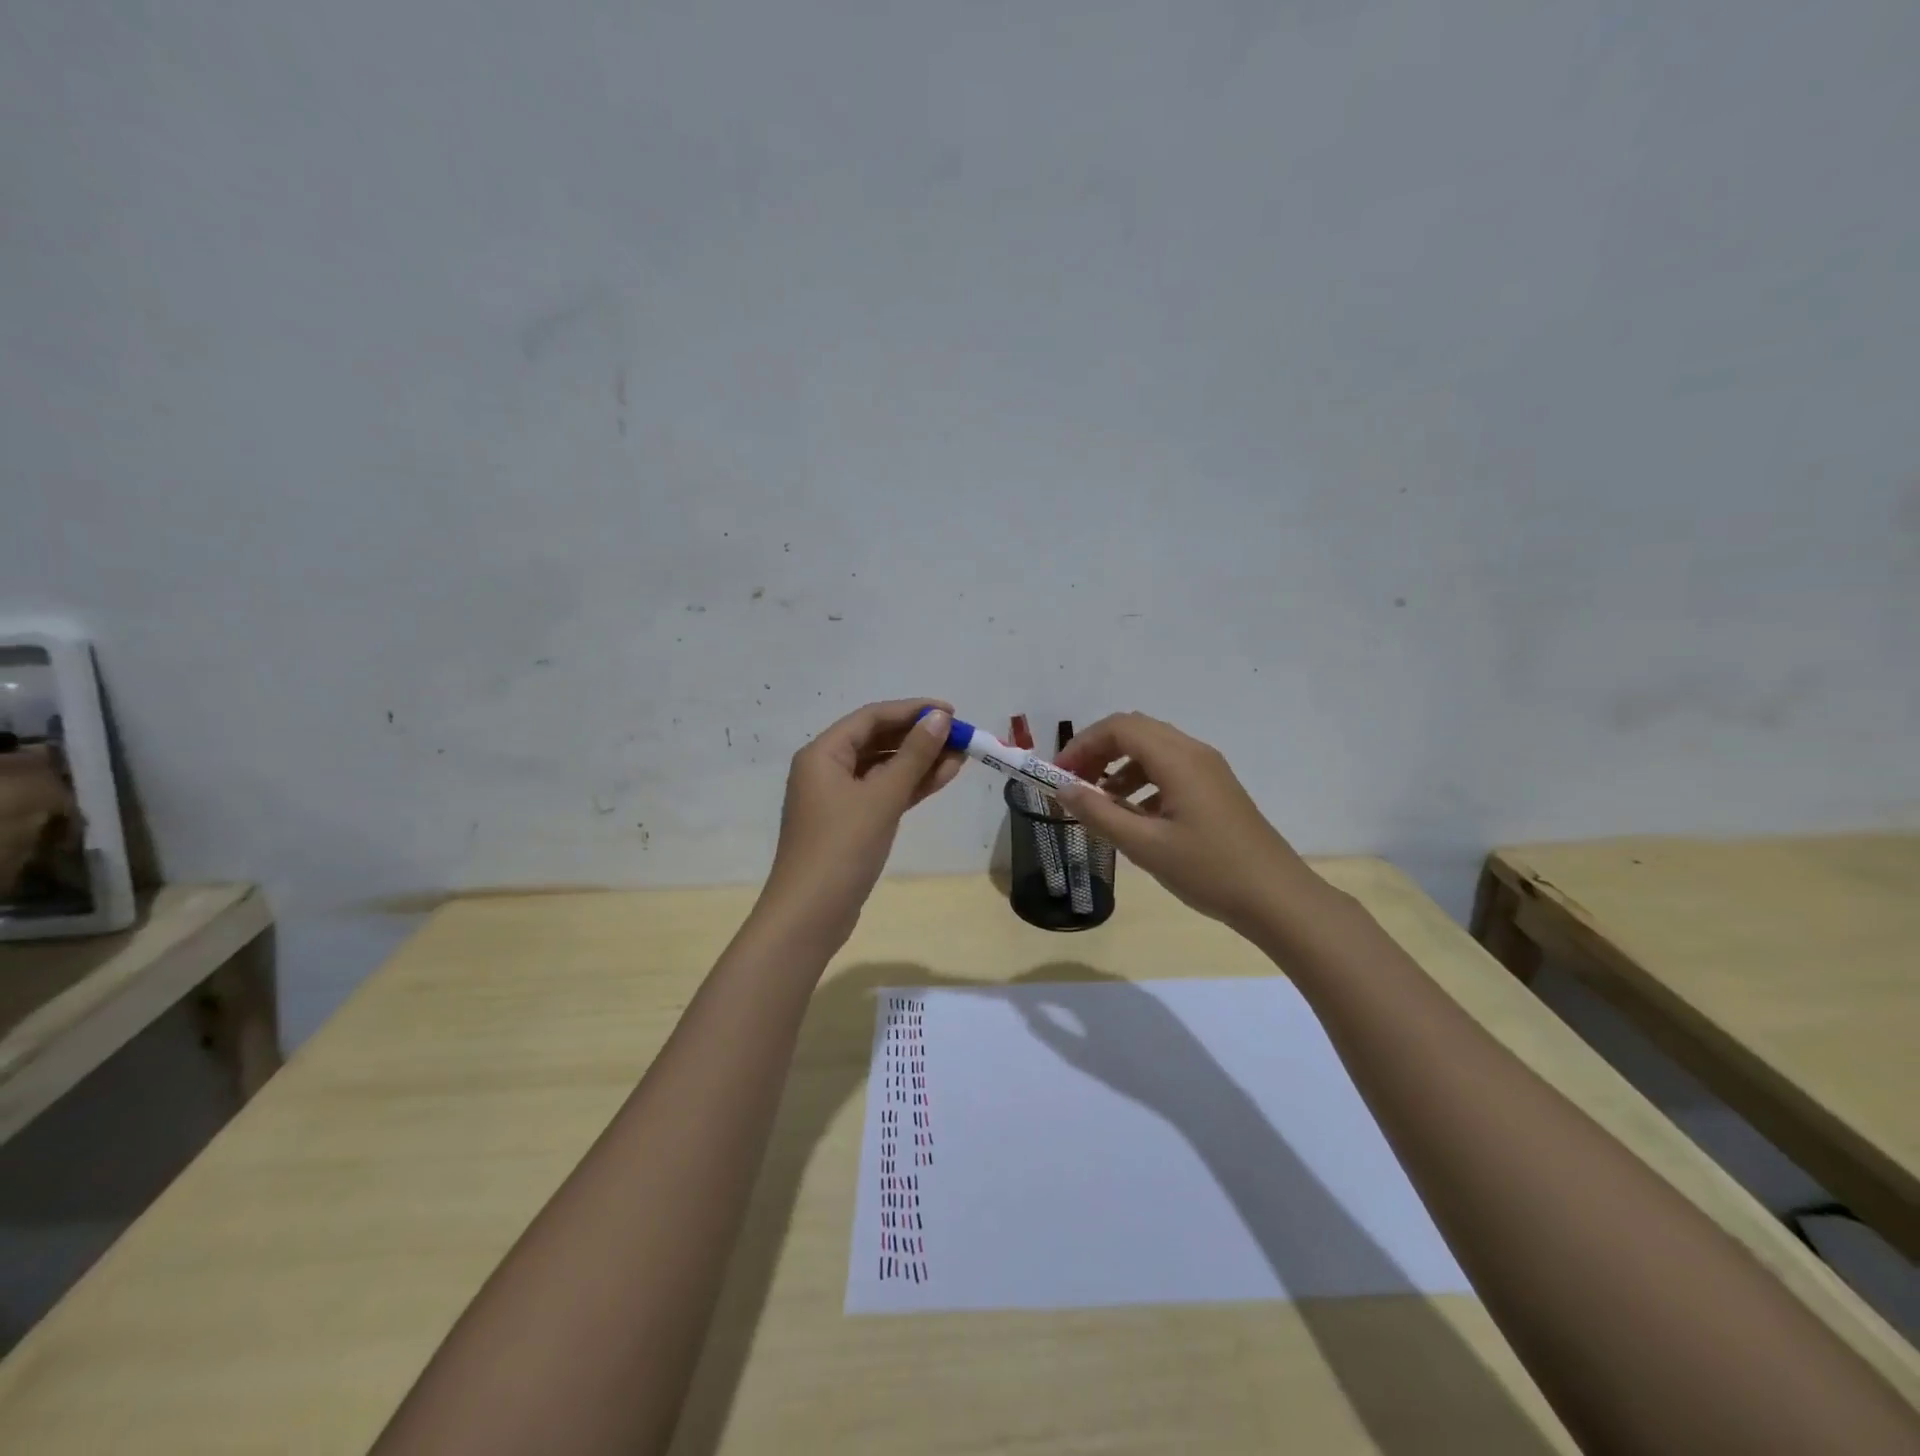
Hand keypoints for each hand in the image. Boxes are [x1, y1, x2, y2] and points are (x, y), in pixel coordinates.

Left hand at [760, 699, 962, 942]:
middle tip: (960, 737)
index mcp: (823, 753)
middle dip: (919, 737)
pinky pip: (882, 792)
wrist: (810, 914)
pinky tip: (941, 778)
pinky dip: (909, 786)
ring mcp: (837, 798)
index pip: (872, 717)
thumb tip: (940, 718)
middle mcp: (826, 769)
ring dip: (919, 762)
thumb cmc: (842, 847)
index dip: (912, 710)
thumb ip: (914, 755)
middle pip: (877, 740)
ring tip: (960, 757)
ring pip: (883, 768)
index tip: (951, 712)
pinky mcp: (850, 823)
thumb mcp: (882, 797)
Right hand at [1054, 712, 1318, 936]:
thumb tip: (1063, 790)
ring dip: (1119, 766)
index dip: (1083, 745)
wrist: (1277, 898)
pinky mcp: (1215, 789)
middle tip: (1075, 785)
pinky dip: (1142, 781)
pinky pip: (1169, 769)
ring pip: (1153, 749)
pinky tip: (1133, 816)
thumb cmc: (1209, 870)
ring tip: (1100, 802)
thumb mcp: (1145, 846)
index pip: (1119, 728)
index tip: (1060, 775)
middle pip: (1135, 731)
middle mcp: (1194, 753)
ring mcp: (1208, 770)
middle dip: (1098, 751)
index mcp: (1178, 759)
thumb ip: (1099, 814)